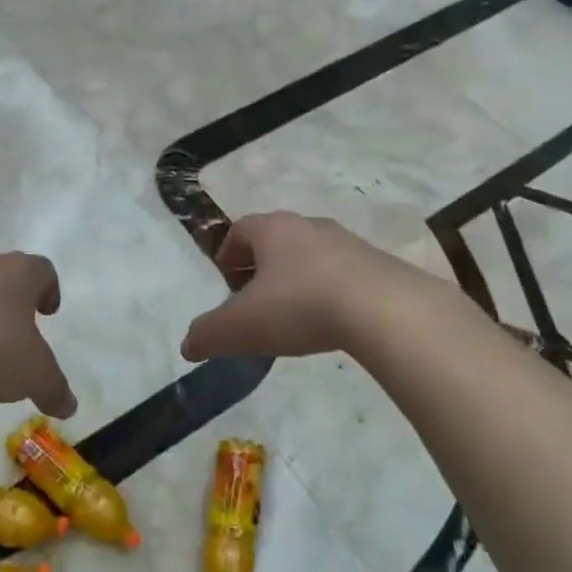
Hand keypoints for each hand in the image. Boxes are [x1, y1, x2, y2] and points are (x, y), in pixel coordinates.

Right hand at [181, 212, 399, 361]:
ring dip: (298, 277)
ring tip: (294, 313)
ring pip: (312, 254)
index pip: (240, 229)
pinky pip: (343, 272)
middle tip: (255, 299)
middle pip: (277, 239)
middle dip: (262, 265)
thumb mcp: (242, 326)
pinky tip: (331, 320)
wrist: (384, 309)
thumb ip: (209, 334)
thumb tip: (187, 345)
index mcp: (272, 229)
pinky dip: (330, 290)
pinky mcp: (378, 264)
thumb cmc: (300, 306)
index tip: (224, 280)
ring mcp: (347, 242)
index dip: (227, 253)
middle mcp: (309, 225)